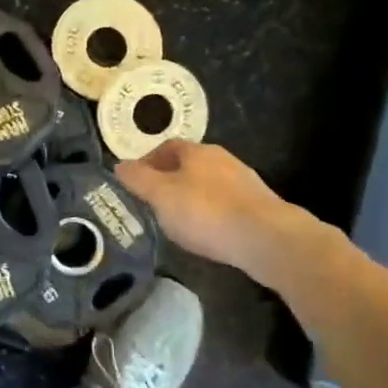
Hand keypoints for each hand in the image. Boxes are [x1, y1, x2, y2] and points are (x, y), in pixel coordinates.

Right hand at [115, 141, 320, 287]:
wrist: (268, 240)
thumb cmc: (206, 212)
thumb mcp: (160, 196)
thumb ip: (137, 179)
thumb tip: (119, 165)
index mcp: (197, 151)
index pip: (166, 147)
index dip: (148, 162)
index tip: (136, 183)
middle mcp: (223, 159)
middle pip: (189, 164)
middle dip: (170, 180)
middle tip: (154, 203)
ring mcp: (245, 182)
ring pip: (209, 184)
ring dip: (193, 197)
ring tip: (179, 221)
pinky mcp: (261, 207)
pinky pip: (227, 205)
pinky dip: (213, 214)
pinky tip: (208, 234)